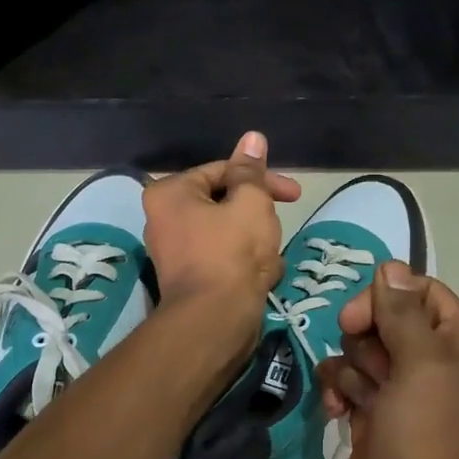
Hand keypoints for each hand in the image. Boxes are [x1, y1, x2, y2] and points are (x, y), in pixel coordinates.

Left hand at [142, 131, 300, 325]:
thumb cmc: (232, 253)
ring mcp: (175, 252)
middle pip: (223, 202)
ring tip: (270, 257)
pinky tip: (263, 276)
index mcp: (170, 193)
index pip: (222, 171)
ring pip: (227, 232)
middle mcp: (164, 219)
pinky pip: (223, 258)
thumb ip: (252, 171)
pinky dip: (245, 263)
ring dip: (255, 240)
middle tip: (280, 225)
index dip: (261, 178)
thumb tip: (253, 138)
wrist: (215, 321)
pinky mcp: (190, 279)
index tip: (294, 193)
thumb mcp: (251, 202)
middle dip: (258, 214)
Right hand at [316, 262, 458, 458]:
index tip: (355, 321)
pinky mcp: (379, 428)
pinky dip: (341, 393)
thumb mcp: (423, 373)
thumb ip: (405, 315)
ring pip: (366, 355)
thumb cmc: (427, 453)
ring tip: (350, 401)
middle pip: (391, 323)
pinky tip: (335, 413)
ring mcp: (409, 403)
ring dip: (349, 369)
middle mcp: (442, 373)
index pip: (425, 296)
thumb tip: (392, 266)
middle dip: (366, 340)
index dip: (387, 299)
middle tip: (366, 372)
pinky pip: (353, 388)